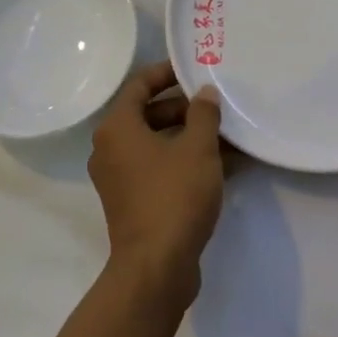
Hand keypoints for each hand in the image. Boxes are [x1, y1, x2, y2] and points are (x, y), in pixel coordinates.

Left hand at [88, 63, 225, 305]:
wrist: (156, 266)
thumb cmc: (174, 196)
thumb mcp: (198, 148)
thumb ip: (203, 114)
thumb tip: (204, 94)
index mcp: (117, 128)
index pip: (139, 85)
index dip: (167, 73)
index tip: (194, 69)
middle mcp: (110, 149)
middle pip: (148, 114)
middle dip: (185, 109)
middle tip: (218, 107)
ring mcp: (119, 178)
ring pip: (156, 144)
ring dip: (189, 137)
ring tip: (228, 136)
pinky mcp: (132, 201)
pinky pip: (158, 168)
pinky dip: (183, 161)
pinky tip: (221, 165)